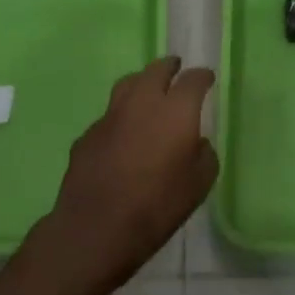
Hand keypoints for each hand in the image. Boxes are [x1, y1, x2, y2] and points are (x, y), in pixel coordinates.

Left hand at [38, 56, 217, 294]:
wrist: (95, 228)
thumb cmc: (156, 207)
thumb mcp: (198, 186)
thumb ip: (204, 156)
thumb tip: (196, 143)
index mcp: (175, 110)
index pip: (193, 79)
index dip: (202, 76)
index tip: (207, 78)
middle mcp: (142, 102)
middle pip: (156, 69)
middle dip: (169, 67)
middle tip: (176, 69)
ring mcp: (110, 115)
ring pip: (128, 84)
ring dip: (141, 82)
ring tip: (148, 91)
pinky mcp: (88, 134)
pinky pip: (109, 116)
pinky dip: (120, 117)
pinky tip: (122, 135)